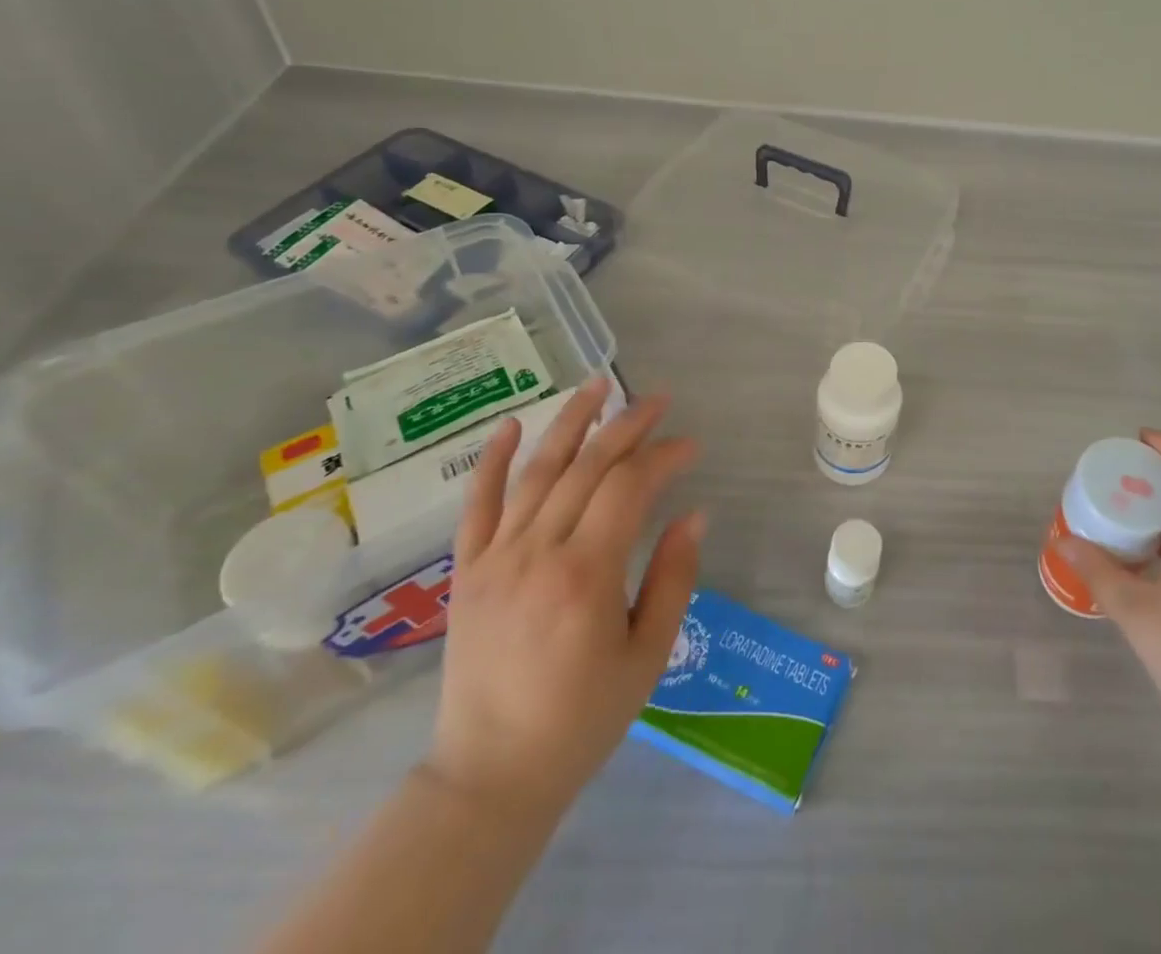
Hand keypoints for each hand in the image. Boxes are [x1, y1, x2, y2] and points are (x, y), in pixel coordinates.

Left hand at [424, 379, 703, 820]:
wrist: (490, 775)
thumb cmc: (583, 719)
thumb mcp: (647, 655)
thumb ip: (673, 578)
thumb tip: (693, 514)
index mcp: (587, 575)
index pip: (630, 488)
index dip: (664, 457)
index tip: (691, 446)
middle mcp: (538, 552)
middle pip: (587, 467)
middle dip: (628, 426)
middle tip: (659, 399)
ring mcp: (496, 558)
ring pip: (537, 471)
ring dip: (570, 422)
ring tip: (599, 384)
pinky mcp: (467, 571)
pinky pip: (477, 505)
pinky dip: (493, 461)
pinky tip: (511, 424)